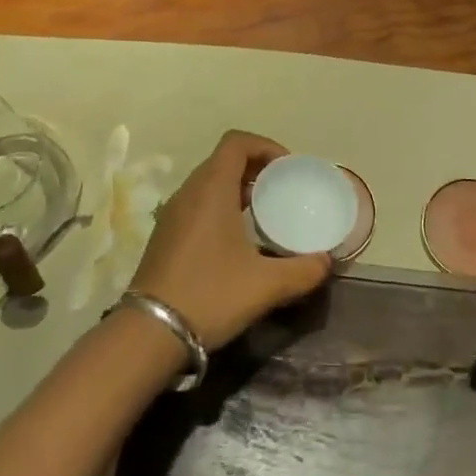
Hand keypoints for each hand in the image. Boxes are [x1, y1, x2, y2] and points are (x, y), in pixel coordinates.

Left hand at [129, 131, 333, 350]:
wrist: (149, 333)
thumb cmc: (210, 295)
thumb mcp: (265, 285)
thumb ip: (302, 271)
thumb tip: (326, 262)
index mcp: (211, 188)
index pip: (236, 142)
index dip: (265, 146)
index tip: (288, 169)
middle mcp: (189, 192)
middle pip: (223, 160)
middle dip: (256, 168)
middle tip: (282, 191)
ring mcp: (173, 214)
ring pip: (209, 184)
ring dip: (237, 189)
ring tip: (264, 214)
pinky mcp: (165, 236)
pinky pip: (198, 205)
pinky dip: (221, 208)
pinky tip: (238, 241)